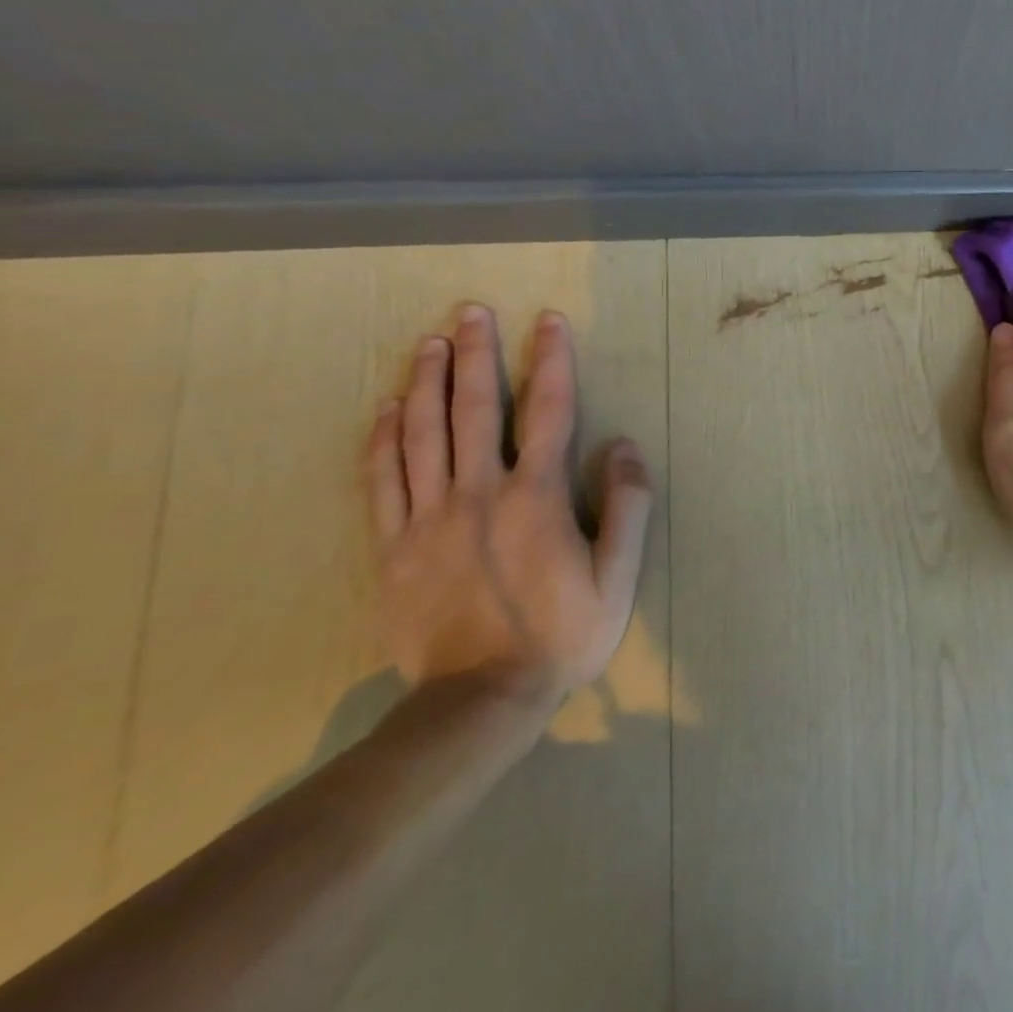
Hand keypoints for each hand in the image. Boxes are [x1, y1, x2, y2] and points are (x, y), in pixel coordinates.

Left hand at [366, 305, 651, 699]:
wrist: (479, 700)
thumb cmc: (563, 634)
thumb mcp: (619, 576)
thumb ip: (628, 506)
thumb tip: (624, 445)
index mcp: (537, 497)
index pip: (548, 411)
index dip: (551, 360)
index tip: (549, 321)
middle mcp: (479, 494)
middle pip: (476, 409)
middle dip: (476, 354)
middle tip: (470, 311)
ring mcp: (429, 519)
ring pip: (424, 435)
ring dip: (428, 383)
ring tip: (429, 343)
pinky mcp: (394, 547)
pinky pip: (383, 481)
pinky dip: (383, 439)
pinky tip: (387, 408)